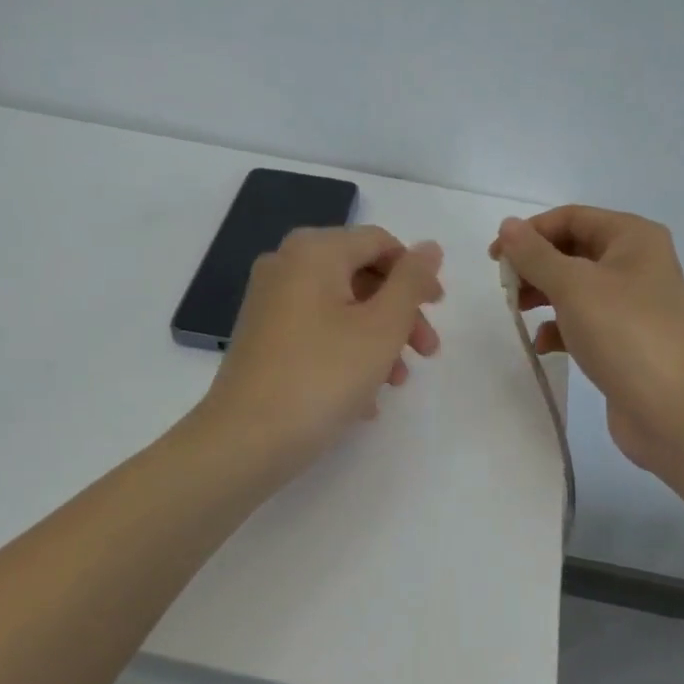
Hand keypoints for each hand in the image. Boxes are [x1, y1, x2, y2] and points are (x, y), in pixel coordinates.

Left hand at [197, 225, 443, 474]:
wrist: (245, 440)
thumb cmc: (323, 376)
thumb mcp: (383, 327)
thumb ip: (412, 281)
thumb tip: (430, 246)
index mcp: (314, 251)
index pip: (380, 242)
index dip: (416, 274)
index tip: (439, 312)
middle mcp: (286, 265)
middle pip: (361, 275)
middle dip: (400, 314)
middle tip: (426, 353)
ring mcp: (269, 302)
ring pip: (341, 309)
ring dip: (378, 341)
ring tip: (395, 383)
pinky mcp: (262, 337)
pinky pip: (317, 333)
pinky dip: (346, 355)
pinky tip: (363, 399)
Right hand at [491, 207, 683, 473]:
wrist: (674, 408)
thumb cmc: (623, 332)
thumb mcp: (573, 285)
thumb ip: (535, 254)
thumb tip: (507, 225)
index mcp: (632, 237)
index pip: (571, 218)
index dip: (530, 232)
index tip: (495, 258)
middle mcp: (636, 264)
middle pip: (573, 250)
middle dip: (535, 265)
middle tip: (505, 287)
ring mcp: (633, 305)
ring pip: (576, 288)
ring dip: (543, 296)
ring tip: (517, 312)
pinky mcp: (625, 340)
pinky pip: (584, 322)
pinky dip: (560, 329)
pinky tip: (544, 345)